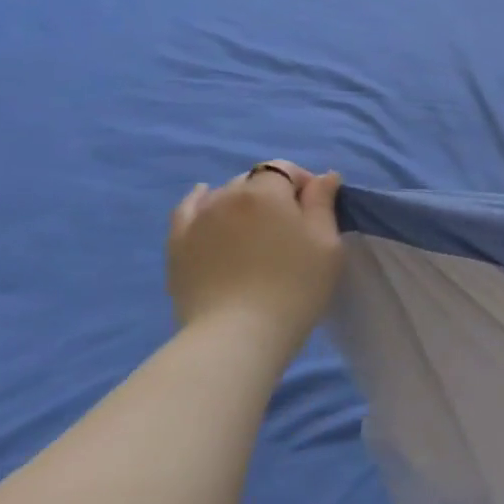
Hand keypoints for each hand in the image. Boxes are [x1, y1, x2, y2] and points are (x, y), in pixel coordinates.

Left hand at [166, 162, 343, 356]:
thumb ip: (323, 203)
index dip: (304, 184)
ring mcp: (196, 220)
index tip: (317, 210)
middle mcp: (226, 196)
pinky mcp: (177, 245)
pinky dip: (201, 202)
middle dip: (274, 192)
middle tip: (290, 226)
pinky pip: (188, 210)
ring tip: (256, 228)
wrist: (237, 333)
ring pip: (222, 194)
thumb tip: (323, 176)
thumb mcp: (326, 242)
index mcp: (265, 193)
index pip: (285, 169)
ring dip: (242, 201)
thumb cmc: (295, 285)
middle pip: (253, 181)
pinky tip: (206, 202)